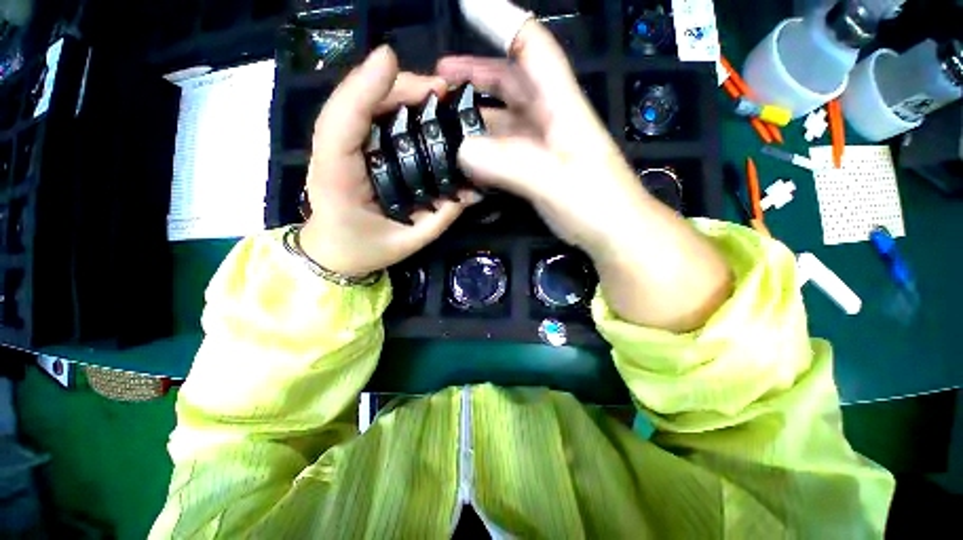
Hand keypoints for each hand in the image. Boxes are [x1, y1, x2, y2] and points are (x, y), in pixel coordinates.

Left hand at [299, 46, 478, 277]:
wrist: (333, 254)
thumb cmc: (364, 250)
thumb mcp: (408, 242)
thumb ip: (440, 217)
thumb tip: (473, 190)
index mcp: (338, 179)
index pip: (342, 125)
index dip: (365, 88)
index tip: (399, 65)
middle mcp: (332, 155)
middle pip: (354, 104)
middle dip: (396, 87)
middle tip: (440, 89)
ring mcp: (338, 149)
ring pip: (359, 105)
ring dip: (395, 90)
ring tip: (433, 93)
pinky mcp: (349, 149)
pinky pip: (365, 117)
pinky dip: (390, 103)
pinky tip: (417, 105)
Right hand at [437, 20, 730, 330]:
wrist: (615, 232)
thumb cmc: (594, 202)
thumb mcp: (553, 181)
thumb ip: (510, 165)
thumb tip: (462, 150)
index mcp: (560, 105)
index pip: (531, 46)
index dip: (500, 22)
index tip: (465, 8)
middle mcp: (550, 118)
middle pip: (511, 81)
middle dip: (475, 74)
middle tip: (439, 80)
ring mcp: (542, 145)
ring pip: (505, 118)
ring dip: (476, 115)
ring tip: (445, 120)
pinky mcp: (537, 168)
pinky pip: (506, 150)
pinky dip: (485, 150)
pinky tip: (468, 158)